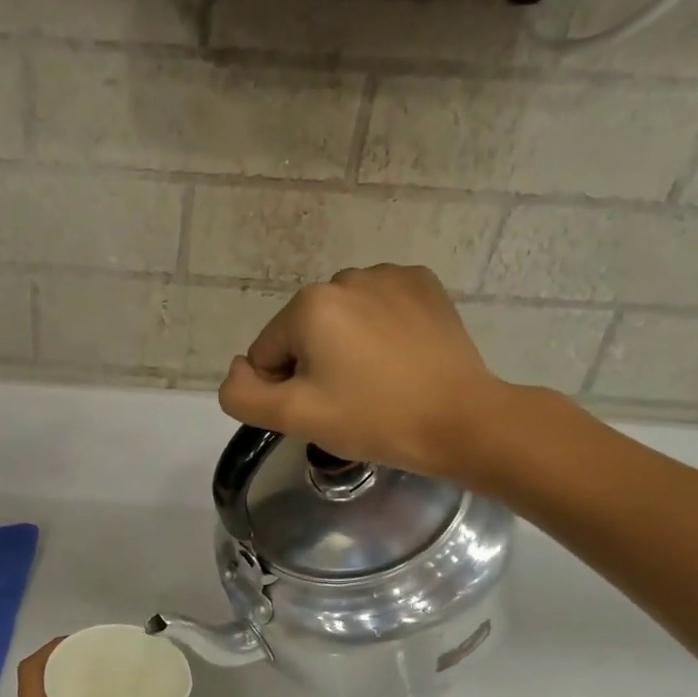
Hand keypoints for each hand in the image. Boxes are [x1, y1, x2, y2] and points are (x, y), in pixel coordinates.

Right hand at [215, 264, 518, 485]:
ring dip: (346, 348)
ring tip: (378, 381)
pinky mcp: (423, 285)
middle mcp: (345, 277)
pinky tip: (399, 359)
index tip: (321, 410)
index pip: (266, 353)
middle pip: (303, 333)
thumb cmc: (372, 419)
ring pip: (340, 320)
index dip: (284, 389)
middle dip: (314, 365)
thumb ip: (242, 394)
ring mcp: (389, 276)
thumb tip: (237, 369)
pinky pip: (377, 308)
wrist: (460, 420)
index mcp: (309, 305)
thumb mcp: (293, 417)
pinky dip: (379, 331)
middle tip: (349, 400)